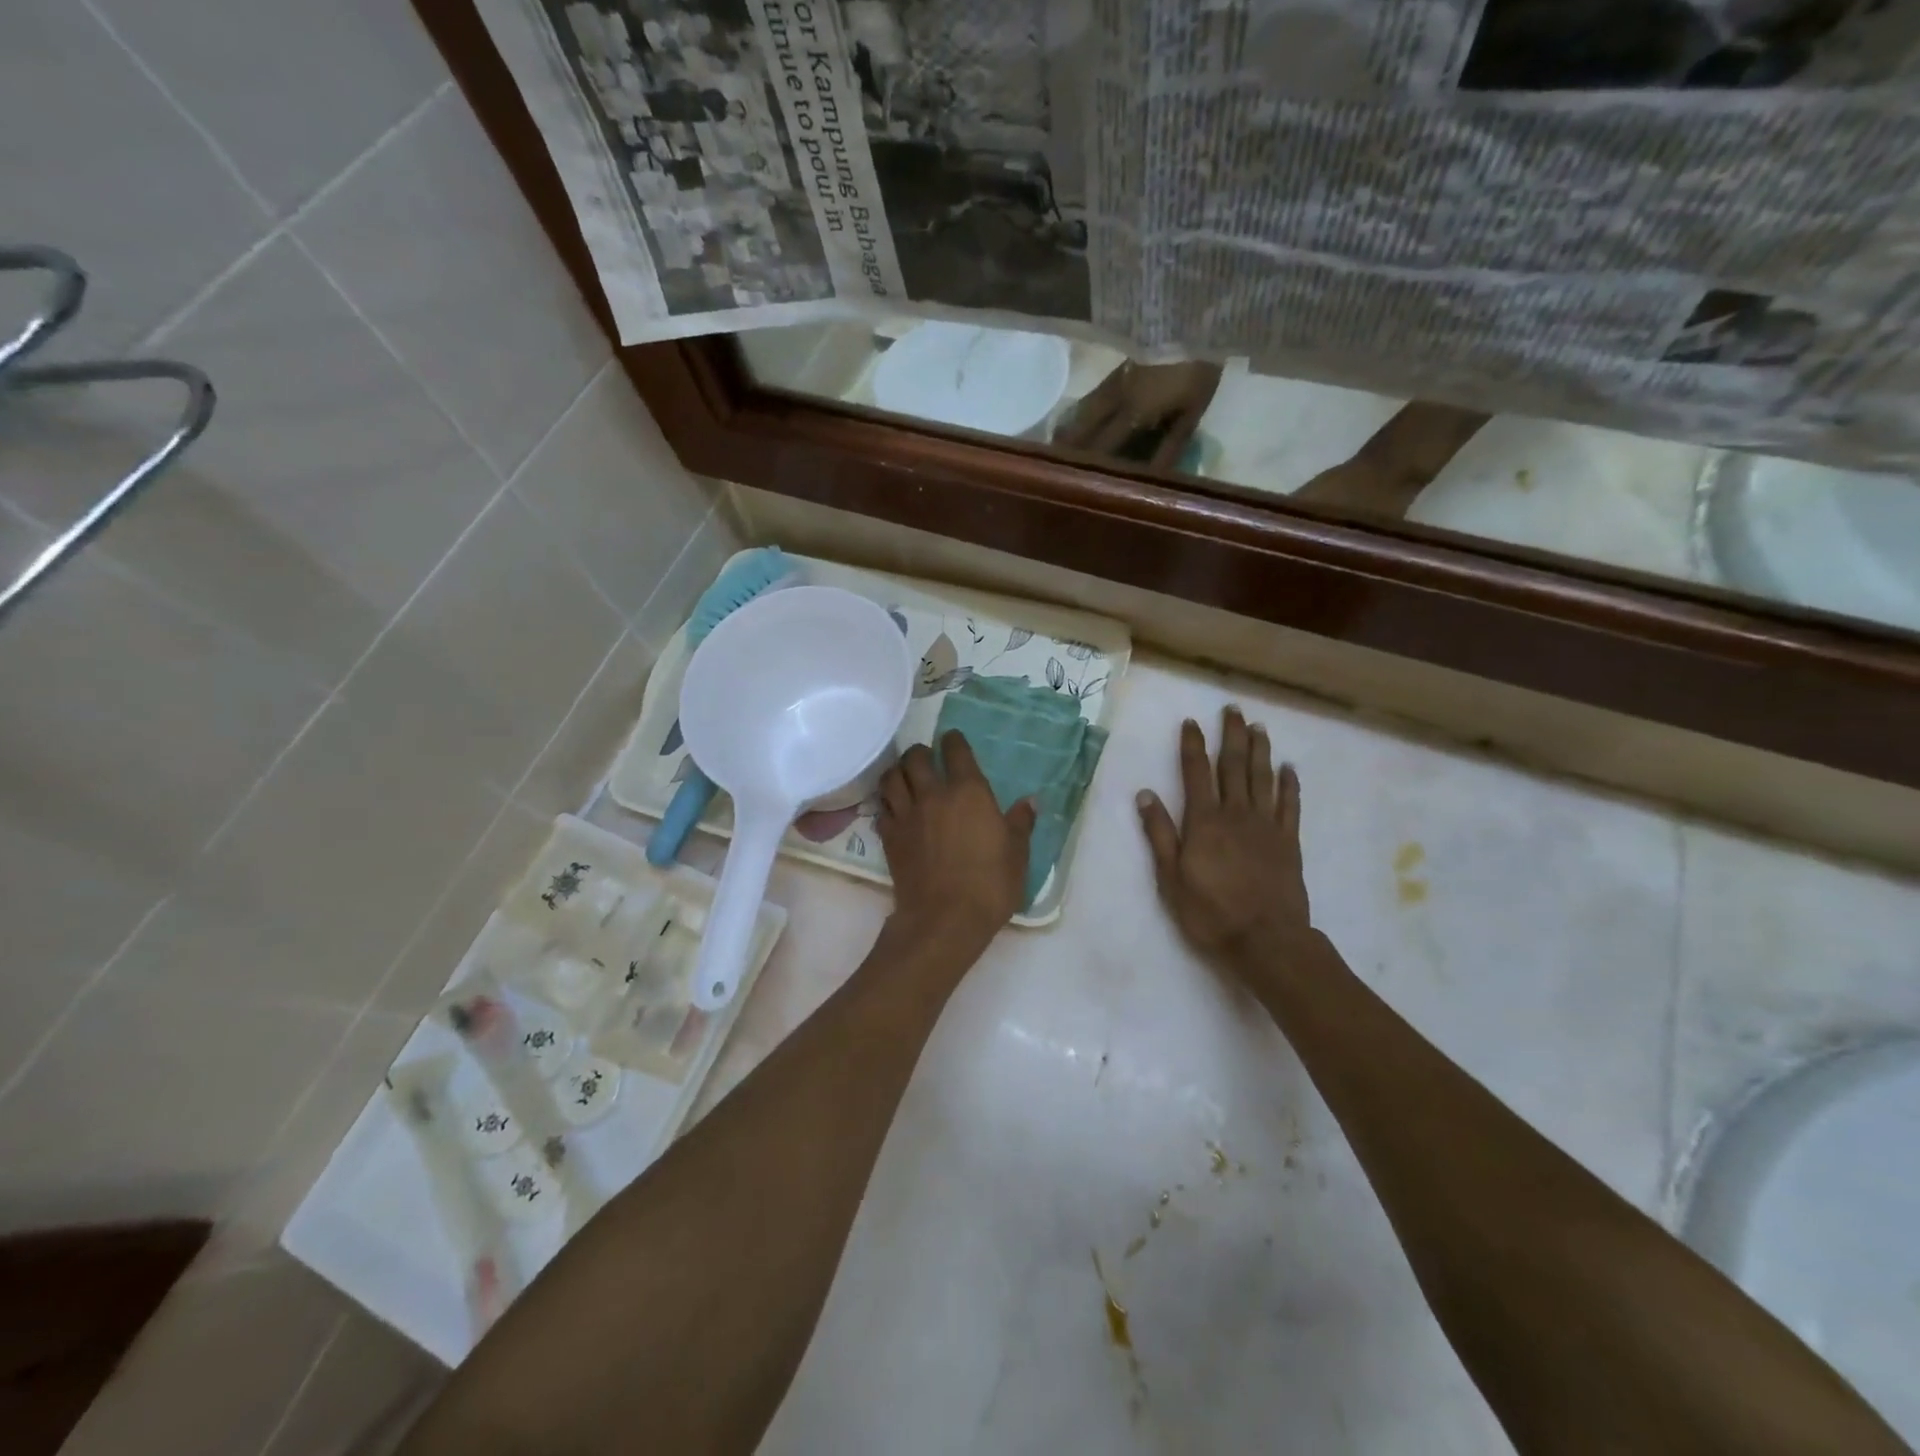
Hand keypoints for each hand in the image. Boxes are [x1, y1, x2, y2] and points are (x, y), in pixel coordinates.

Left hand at [877, 732, 1035, 961]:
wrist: (945, 919)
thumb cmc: (990, 884)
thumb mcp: (1017, 853)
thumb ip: (1021, 823)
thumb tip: (1031, 801)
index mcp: (968, 791)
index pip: (956, 751)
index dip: (954, 740)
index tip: (952, 739)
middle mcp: (933, 794)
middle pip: (915, 758)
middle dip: (920, 752)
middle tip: (926, 758)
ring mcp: (907, 815)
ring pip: (891, 778)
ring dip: (897, 772)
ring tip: (904, 777)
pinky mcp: (890, 837)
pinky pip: (882, 809)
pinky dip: (887, 803)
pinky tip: (894, 810)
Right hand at [1136, 707, 1311, 975]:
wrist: (1266, 940)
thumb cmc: (1210, 912)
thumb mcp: (1170, 878)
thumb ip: (1159, 834)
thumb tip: (1145, 795)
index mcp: (1204, 821)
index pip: (1196, 773)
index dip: (1192, 746)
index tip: (1191, 722)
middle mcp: (1236, 814)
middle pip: (1234, 766)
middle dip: (1231, 736)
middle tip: (1232, 710)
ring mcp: (1266, 826)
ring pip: (1263, 778)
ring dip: (1260, 751)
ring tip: (1258, 727)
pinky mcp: (1288, 841)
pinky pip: (1289, 805)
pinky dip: (1290, 784)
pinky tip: (1289, 768)